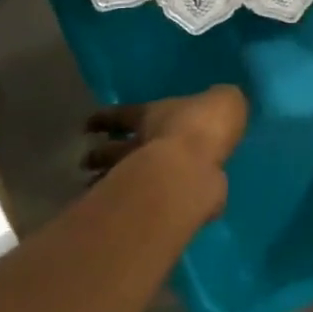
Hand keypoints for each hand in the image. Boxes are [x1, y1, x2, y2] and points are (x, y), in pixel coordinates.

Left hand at [82, 85, 247, 220]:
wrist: (192, 171)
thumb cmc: (203, 127)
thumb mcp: (223, 102)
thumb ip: (222, 103)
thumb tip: (224, 100)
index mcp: (152, 116)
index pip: (122, 115)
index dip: (106, 118)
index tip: (89, 125)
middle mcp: (140, 146)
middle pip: (112, 151)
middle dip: (100, 154)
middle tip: (88, 160)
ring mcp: (142, 178)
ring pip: (116, 178)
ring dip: (106, 182)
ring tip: (100, 187)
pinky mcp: (154, 206)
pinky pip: (142, 204)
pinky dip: (138, 207)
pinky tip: (144, 211)